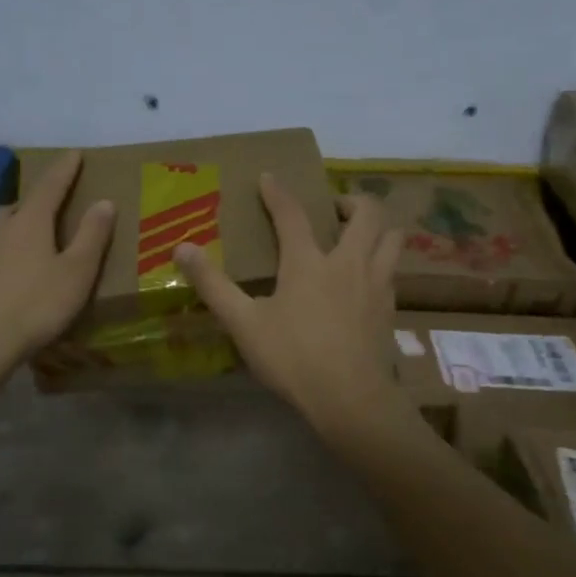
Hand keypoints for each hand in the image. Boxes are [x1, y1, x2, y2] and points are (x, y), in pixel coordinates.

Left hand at [0, 151, 114, 378]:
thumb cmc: (36, 307)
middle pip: (16, 206)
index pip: (50, 186)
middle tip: (49, 210)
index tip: (74, 153)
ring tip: (26, 243)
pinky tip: (2, 277)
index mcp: (29, 223)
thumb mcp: (77, 273)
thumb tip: (104, 201)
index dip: (64, 170)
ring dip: (12, 229)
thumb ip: (92, 236)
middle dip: (33, 203)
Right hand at [175, 175, 406, 435]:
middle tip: (332, 209)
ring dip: (377, 227)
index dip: (278, 193)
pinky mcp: (390, 309)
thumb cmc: (293, 358)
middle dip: (351, 200)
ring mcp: (376, 284)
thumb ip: (213, 285)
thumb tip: (182, 248)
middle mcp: (349, 262)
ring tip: (358, 236)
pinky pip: (393, 271)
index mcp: (308, 262)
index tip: (269, 177)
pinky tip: (366, 280)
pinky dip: (382, 262)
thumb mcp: (244, 323)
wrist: (351, 399)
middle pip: (367, 213)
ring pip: (392, 238)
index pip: (292, 214)